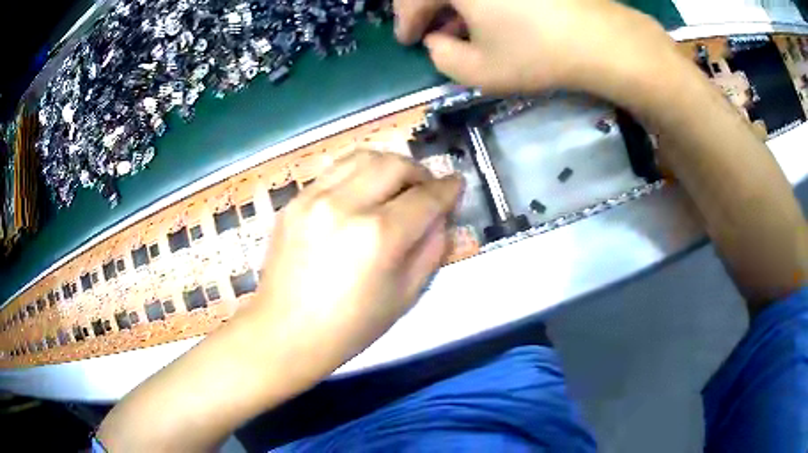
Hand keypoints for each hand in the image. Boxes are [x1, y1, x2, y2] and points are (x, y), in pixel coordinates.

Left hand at [246, 150, 462, 376]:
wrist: (285, 332)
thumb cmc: (350, 327)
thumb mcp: (405, 296)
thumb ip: (431, 248)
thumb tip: (440, 215)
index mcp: (378, 236)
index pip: (426, 197)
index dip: (448, 189)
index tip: (456, 185)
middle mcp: (345, 205)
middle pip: (395, 164)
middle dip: (420, 172)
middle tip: (425, 190)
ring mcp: (314, 198)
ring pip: (363, 157)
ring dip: (389, 165)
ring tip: (395, 186)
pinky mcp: (294, 201)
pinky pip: (335, 171)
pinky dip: (358, 175)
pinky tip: (361, 195)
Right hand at [394, 0, 681, 104]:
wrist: (601, 39)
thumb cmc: (536, 53)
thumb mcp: (478, 71)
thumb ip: (441, 58)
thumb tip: (437, 41)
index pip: (412, 0)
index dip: (405, 23)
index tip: (406, 41)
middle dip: (427, 9)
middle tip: (431, 33)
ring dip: (454, 3)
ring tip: (461, 26)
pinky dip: (481, 0)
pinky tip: (490, 15)